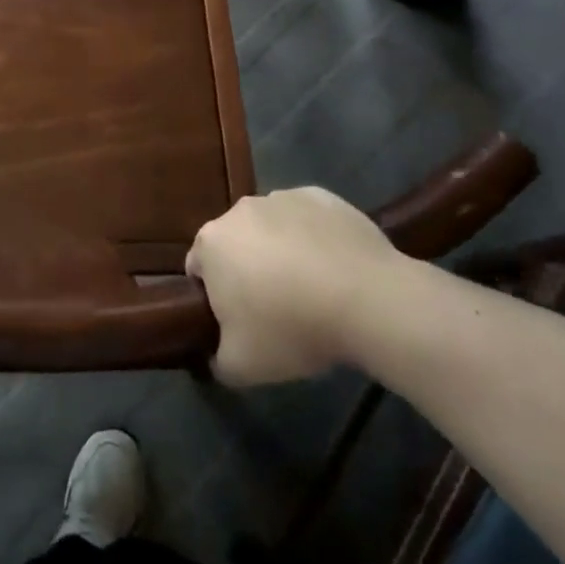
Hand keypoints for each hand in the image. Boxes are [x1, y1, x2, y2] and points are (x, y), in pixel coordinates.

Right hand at [186, 186, 401, 385]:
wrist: (367, 300)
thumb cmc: (291, 328)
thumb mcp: (242, 367)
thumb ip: (217, 360)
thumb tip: (216, 355)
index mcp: (211, 243)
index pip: (198, 269)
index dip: (214, 297)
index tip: (239, 322)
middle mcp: (239, 210)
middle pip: (235, 243)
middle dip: (247, 270)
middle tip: (275, 308)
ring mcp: (281, 198)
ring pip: (271, 228)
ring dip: (280, 251)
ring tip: (312, 289)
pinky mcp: (320, 196)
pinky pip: (307, 219)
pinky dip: (314, 237)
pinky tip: (335, 268)